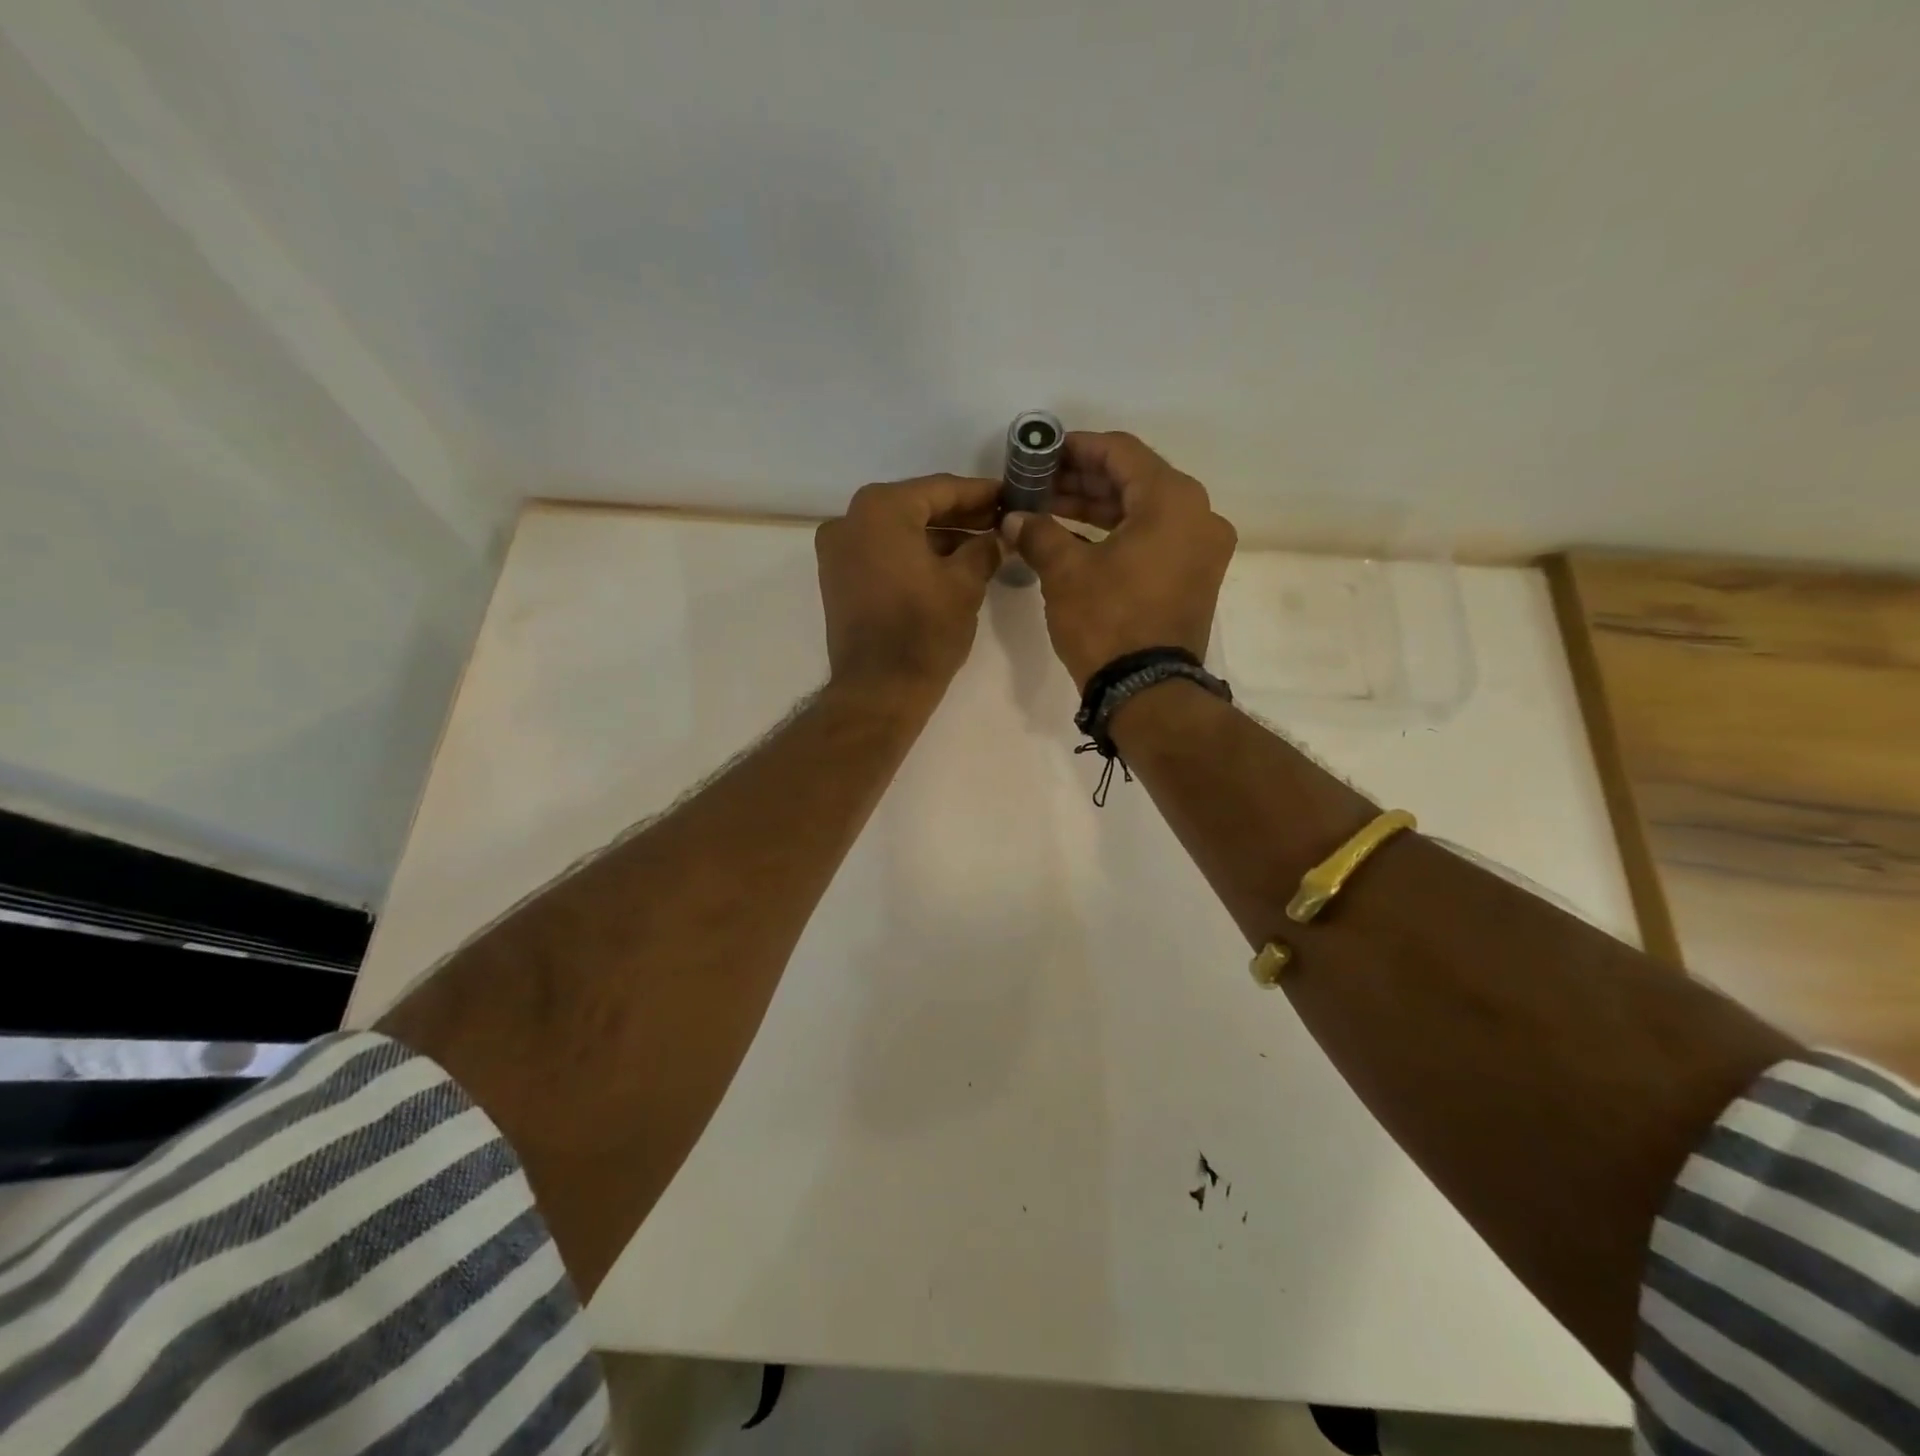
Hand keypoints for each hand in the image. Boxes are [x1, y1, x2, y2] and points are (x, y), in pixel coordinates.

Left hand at [815, 475, 1003, 704]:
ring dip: (938, 536)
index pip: (940, 489)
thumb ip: (984, 548)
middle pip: (916, 507)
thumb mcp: (965, 584)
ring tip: (982, 545)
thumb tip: (998, 535)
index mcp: (880, 509)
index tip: (1009, 495)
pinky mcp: (838, 578)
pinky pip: (882, 552)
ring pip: (898, 531)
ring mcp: (838, 550)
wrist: (879, 689)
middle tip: (999, 520)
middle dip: (959, 515)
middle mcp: (850, 520)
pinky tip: (950, 563)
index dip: (979, 493)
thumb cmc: (924, 631)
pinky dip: (913, 554)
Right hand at [1003, 432, 1237, 689]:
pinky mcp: (1194, 577)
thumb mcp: (1065, 572)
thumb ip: (1038, 532)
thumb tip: (1013, 518)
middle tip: (1039, 484)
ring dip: (1097, 509)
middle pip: (1134, 480)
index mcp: (1172, 500)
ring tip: (1049, 510)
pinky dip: (1117, 535)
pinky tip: (1075, 539)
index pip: (1120, 453)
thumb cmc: (1108, 621)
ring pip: (1143, 511)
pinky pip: (1154, 539)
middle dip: (1082, 481)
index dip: (1076, 448)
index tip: (1041, 453)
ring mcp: (1201, 549)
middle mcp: (1198, 515)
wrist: (1147, 692)